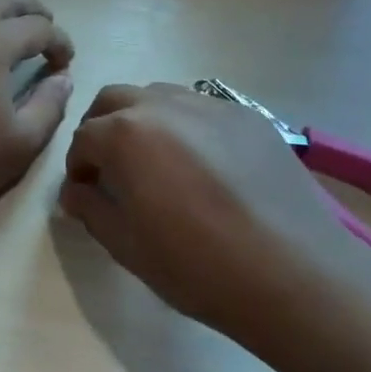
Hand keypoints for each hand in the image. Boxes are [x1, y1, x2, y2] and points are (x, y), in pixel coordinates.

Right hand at [60, 83, 362, 347]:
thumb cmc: (198, 266)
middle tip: (112, 169)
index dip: (78, 167)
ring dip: (143, 121)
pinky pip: (202, 109)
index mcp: (127, 134)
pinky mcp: (250, 117)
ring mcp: (211, 106)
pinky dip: (186, 127)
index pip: (84, 138)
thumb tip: (76, 190)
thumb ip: (91, 209)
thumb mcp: (128, 246)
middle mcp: (165, 105)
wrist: (294, 274)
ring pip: (159, 96)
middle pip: (115, 100)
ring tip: (158, 164)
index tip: (87, 193)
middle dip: (102, 129)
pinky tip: (205, 168)